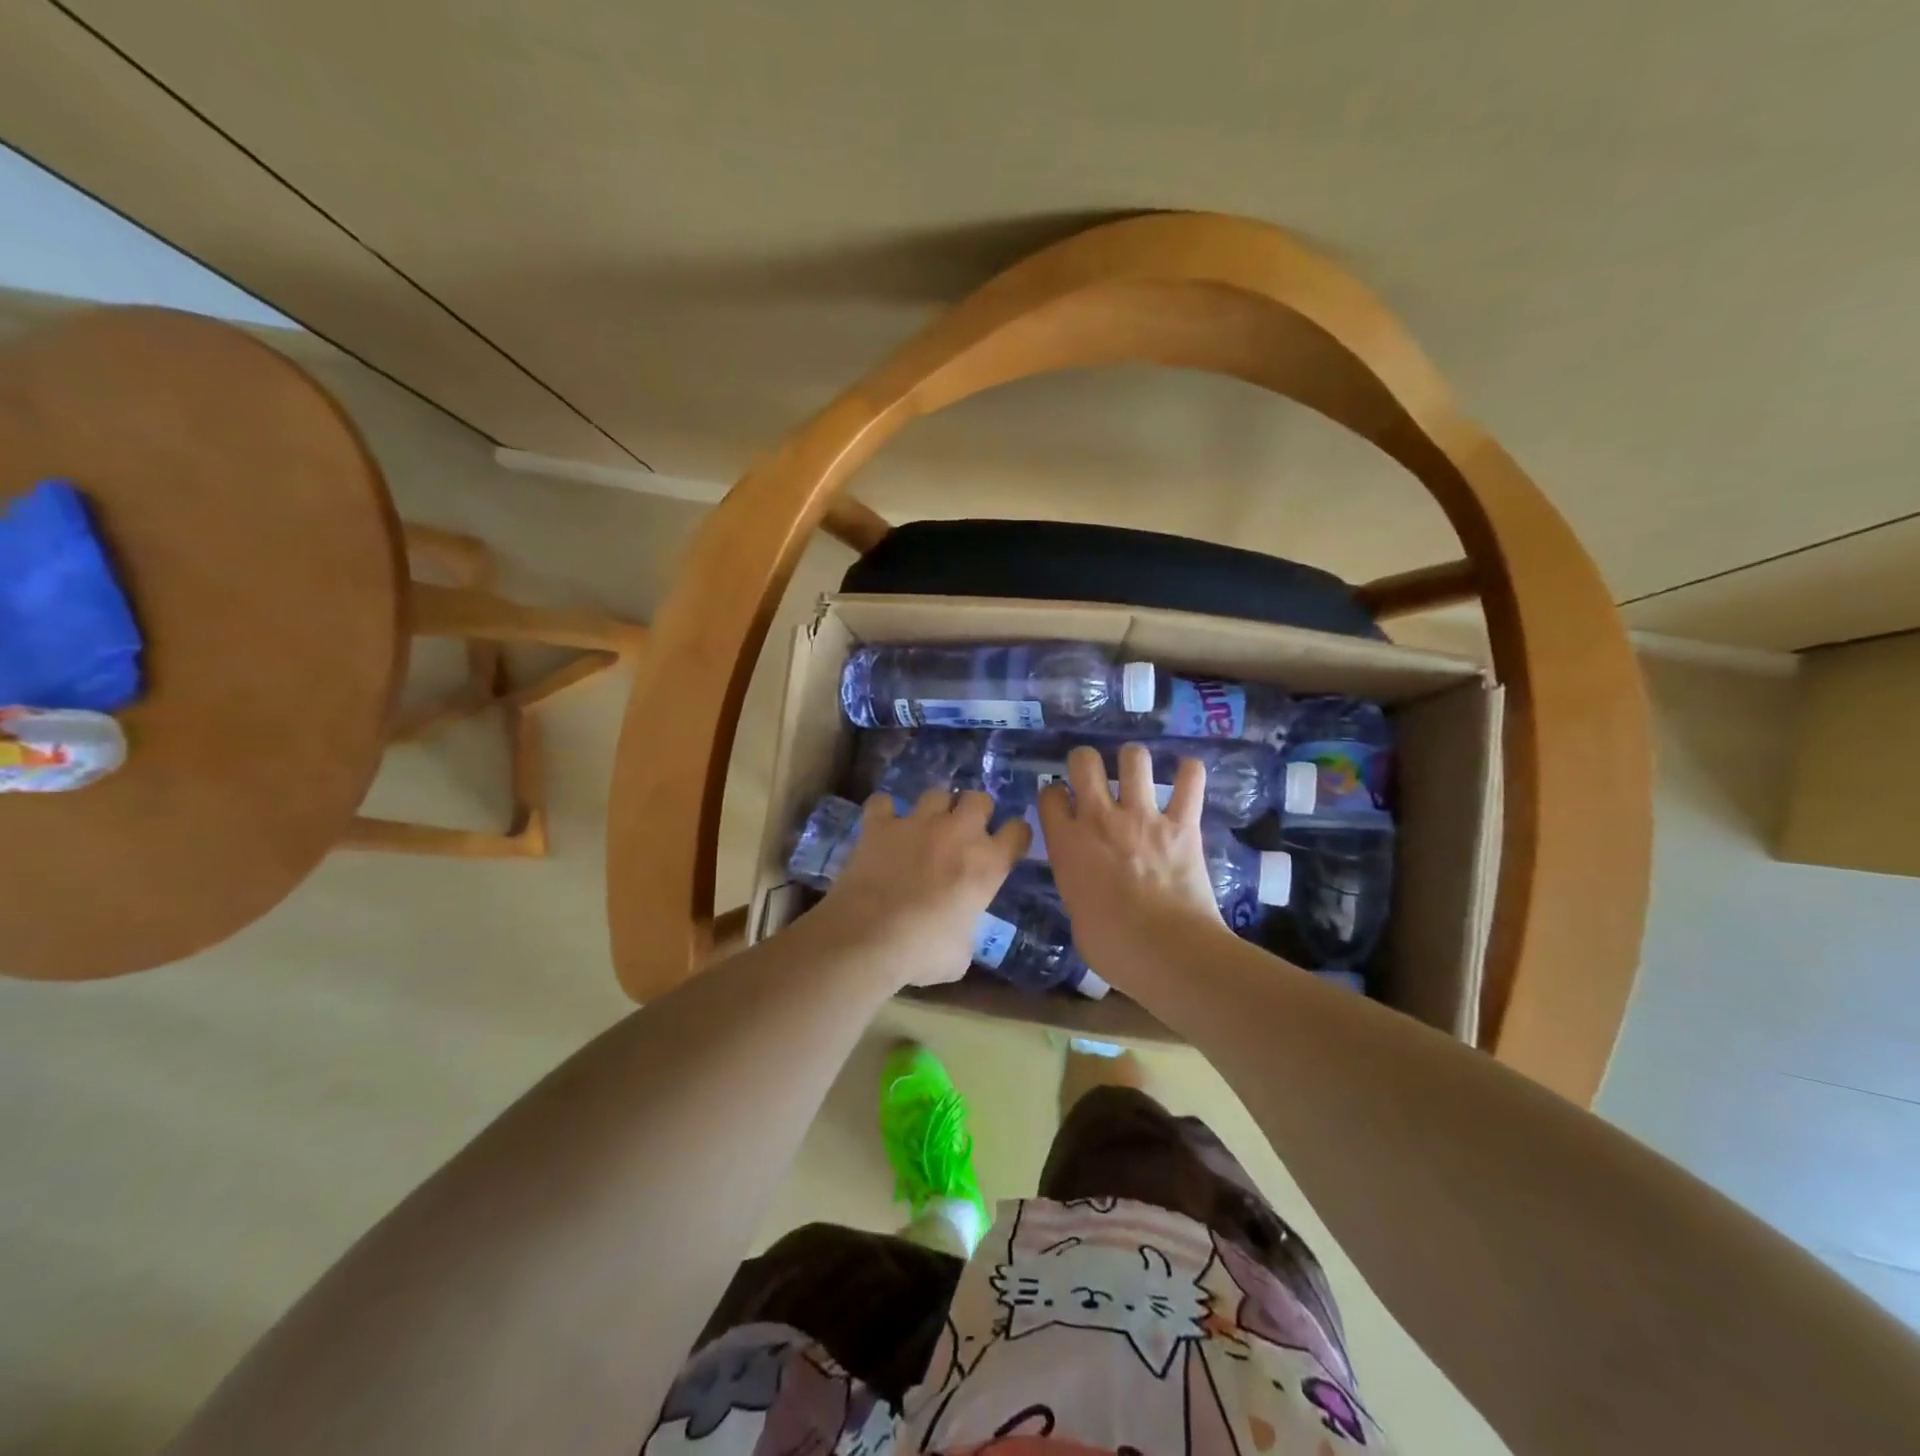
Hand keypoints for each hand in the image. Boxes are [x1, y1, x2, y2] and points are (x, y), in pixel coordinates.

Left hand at [814, 789, 1030, 985]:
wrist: (868, 938)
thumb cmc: (922, 951)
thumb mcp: (960, 954)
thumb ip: (966, 930)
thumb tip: (957, 931)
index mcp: (987, 864)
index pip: (1018, 831)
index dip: (1013, 836)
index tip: (1006, 845)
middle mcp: (958, 833)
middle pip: (979, 799)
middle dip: (975, 811)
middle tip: (963, 833)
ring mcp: (918, 823)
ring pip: (936, 794)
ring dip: (934, 809)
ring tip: (925, 827)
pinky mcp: (880, 824)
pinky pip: (883, 803)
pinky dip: (884, 812)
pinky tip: (882, 826)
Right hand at [1036, 744, 1223, 971]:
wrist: (1167, 951)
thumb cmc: (1113, 947)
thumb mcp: (1076, 917)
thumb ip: (1078, 886)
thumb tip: (1088, 885)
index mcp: (1067, 843)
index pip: (1050, 795)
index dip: (1054, 794)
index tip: (1061, 802)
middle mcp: (1100, 819)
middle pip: (1084, 761)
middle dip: (1086, 761)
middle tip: (1093, 775)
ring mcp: (1143, 817)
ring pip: (1134, 759)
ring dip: (1133, 761)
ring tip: (1137, 773)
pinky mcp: (1182, 824)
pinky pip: (1190, 781)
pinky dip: (1189, 773)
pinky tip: (1187, 774)